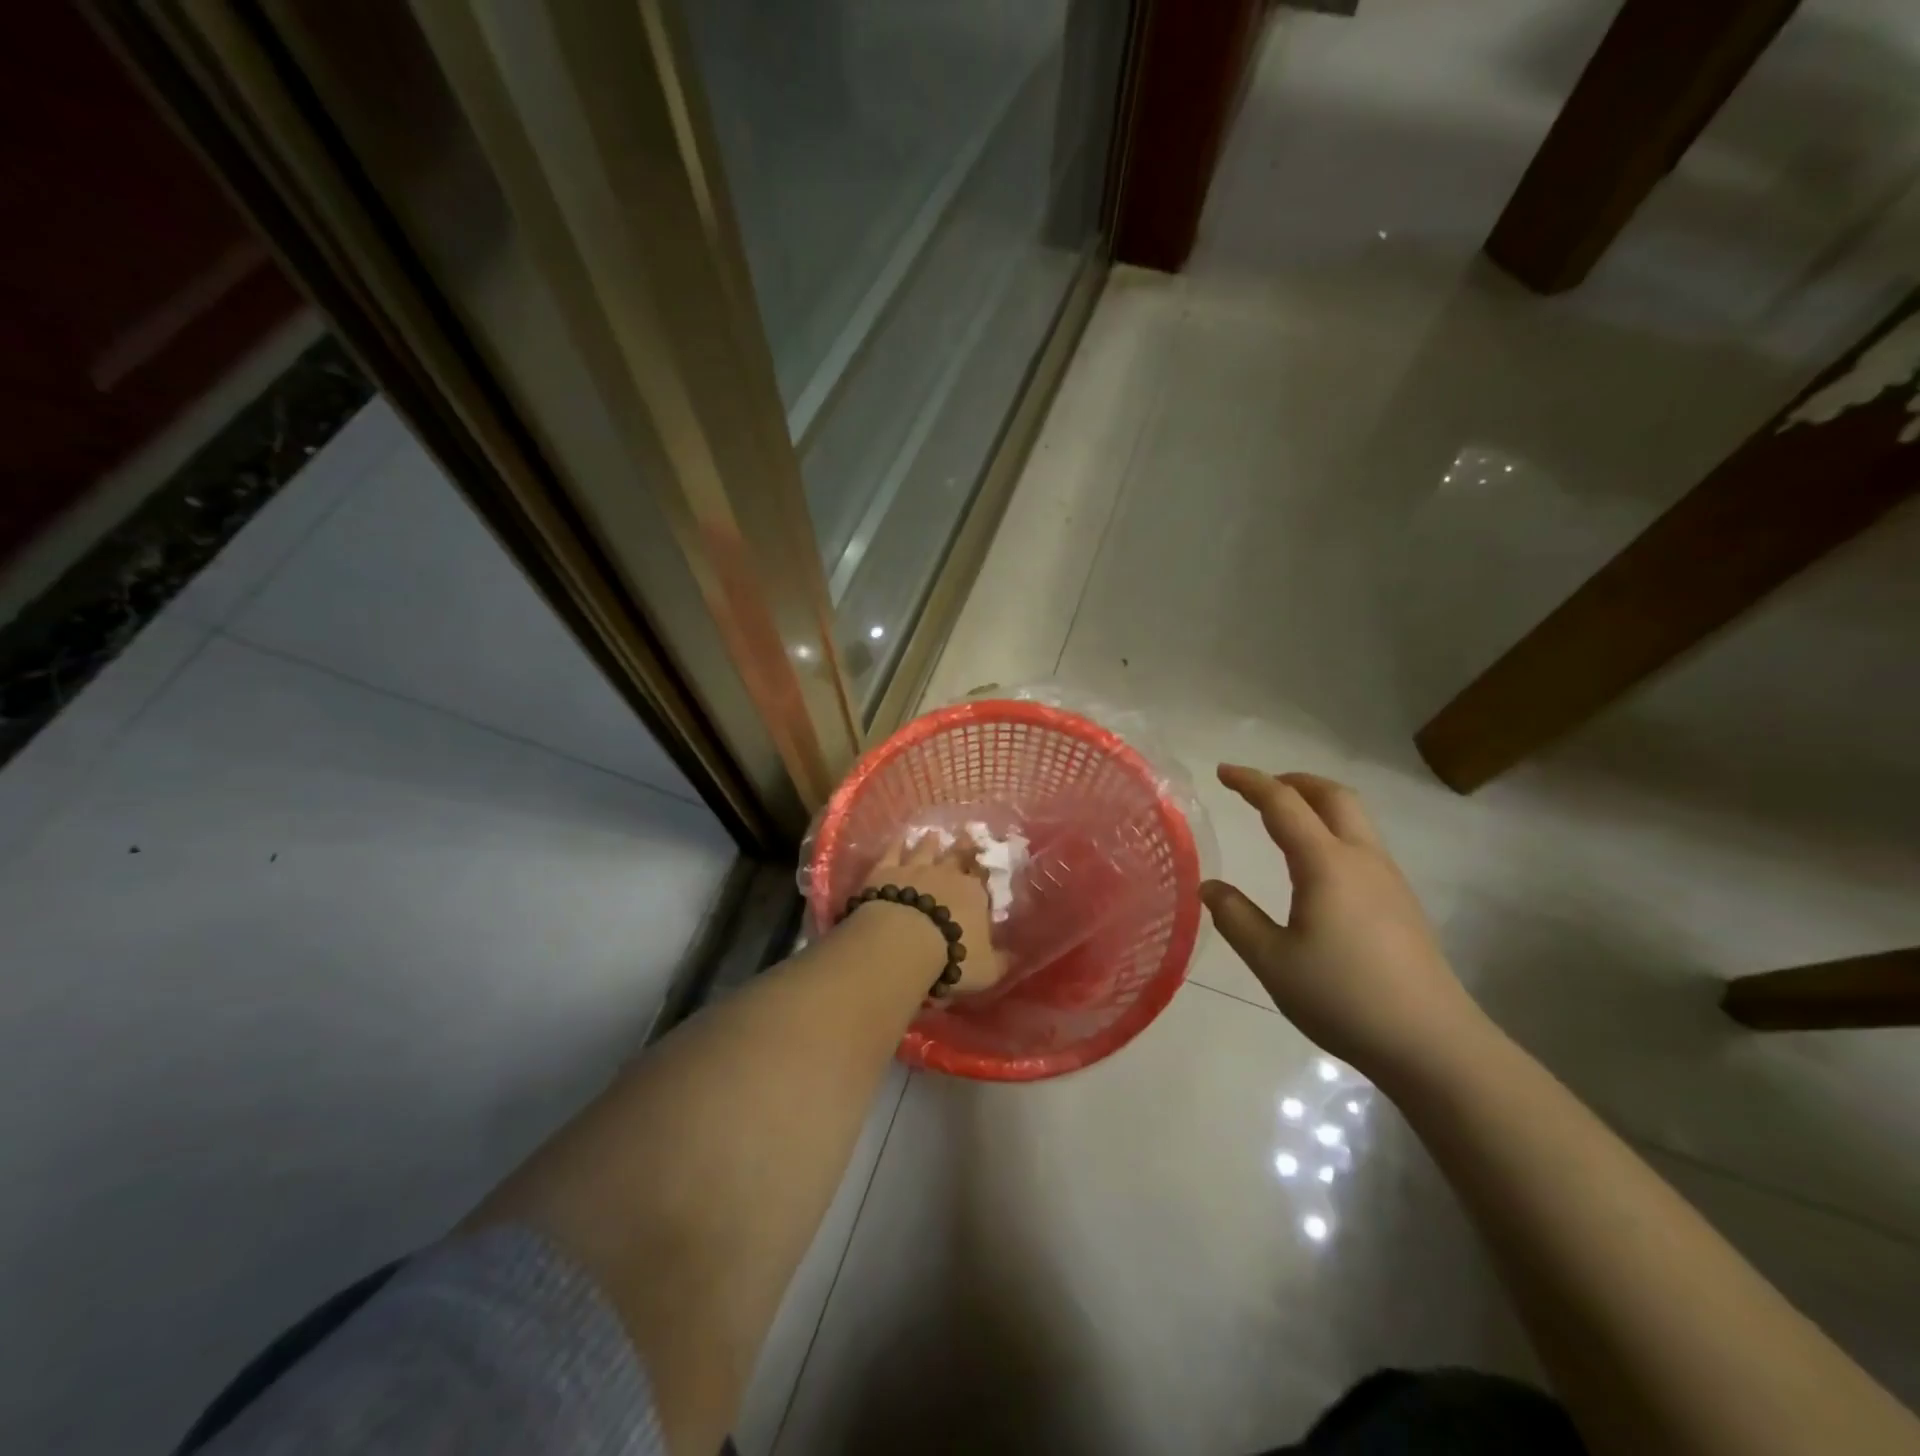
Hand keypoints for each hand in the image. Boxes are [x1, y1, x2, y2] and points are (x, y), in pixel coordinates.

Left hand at [862, 837, 1005, 994]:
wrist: (903, 944)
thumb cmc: (952, 958)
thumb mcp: (987, 970)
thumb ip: (1001, 960)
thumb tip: (1013, 955)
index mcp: (974, 894)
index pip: (982, 878)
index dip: (984, 870)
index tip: (985, 861)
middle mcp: (947, 874)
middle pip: (957, 855)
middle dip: (963, 846)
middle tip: (966, 834)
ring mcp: (915, 869)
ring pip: (925, 849)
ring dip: (930, 842)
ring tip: (933, 833)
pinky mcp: (886, 871)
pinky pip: (893, 852)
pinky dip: (897, 845)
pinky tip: (899, 839)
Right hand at [1201, 766, 1489, 1079]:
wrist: (1433, 1044)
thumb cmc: (1343, 998)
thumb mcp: (1272, 961)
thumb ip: (1236, 918)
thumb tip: (1209, 886)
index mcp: (1326, 864)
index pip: (1283, 804)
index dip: (1251, 782)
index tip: (1222, 772)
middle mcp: (1362, 859)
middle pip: (1333, 796)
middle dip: (1293, 780)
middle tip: (1259, 787)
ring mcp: (1389, 879)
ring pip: (1354, 818)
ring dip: (1317, 803)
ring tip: (1284, 818)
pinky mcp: (1402, 902)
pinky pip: (1363, 844)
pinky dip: (1333, 829)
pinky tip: (1317, 865)